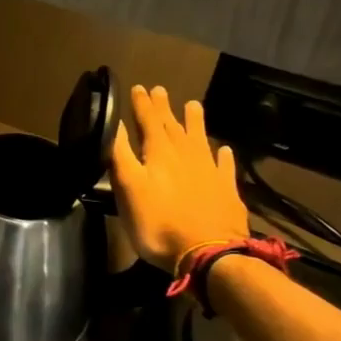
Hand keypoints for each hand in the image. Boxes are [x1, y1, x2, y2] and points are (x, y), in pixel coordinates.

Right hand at [111, 85, 248, 268]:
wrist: (209, 253)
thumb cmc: (158, 223)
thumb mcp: (128, 188)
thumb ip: (120, 155)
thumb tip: (114, 123)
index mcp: (159, 153)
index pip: (148, 121)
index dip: (141, 104)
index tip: (137, 87)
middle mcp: (186, 155)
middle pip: (173, 125)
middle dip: (164, 108)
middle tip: (160, 90)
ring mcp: (209, 171)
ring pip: (200, 139)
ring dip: (194, 122)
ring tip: (193, 105)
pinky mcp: (226, 190)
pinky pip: (224, 166)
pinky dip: (222, 156)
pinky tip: (223, 150)